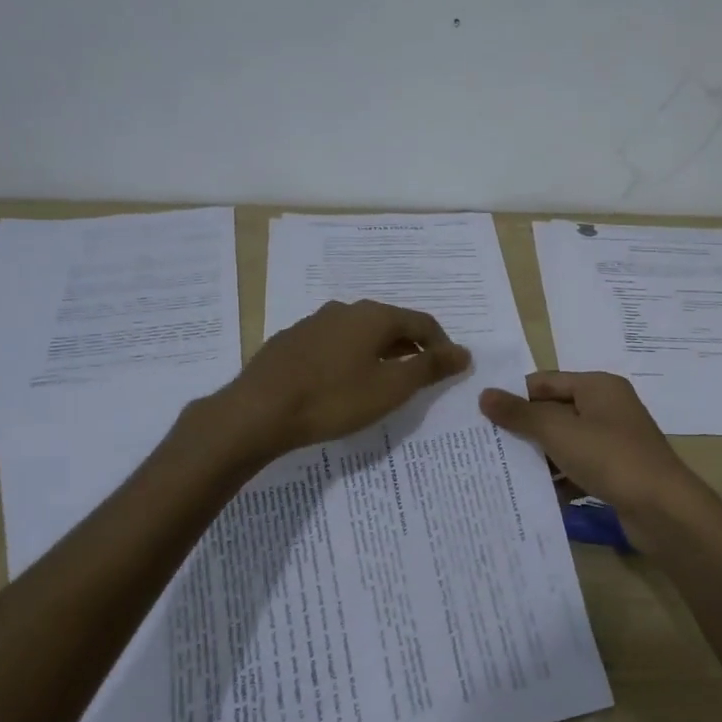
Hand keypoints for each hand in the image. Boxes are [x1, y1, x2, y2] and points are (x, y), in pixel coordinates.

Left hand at [222, 299, 471, 458]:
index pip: (422, 323)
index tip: (450, 370)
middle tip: (420, 377)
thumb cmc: (333, 399)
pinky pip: (333, 344)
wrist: (258, 411)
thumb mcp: (390, 388)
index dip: (441, 345)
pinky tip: (341, 383)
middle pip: (390, 324)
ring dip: (378, 353)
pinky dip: (349, 358)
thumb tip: (463, 352)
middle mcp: (345, 310)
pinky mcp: (290, 341)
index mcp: (374, 316)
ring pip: (359, 333)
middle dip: (410, 348)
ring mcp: (313, 323)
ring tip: (382, 382)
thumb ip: (429, 368)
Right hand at [479, 371, 703, 519]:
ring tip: (504, 472)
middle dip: (525, 429)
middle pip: (555, 412)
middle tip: (487, 446)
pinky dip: (560, 479)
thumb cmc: (610, 457)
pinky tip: (537, 496)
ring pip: (566, 443)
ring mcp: (615, 441)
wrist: (664, 509)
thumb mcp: (558, 431)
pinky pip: (579, 469)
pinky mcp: (618, 472)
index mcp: (597, 386)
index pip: (545, 381)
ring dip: (540, 457)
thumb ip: (520, 413)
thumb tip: (484, 394)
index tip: (483, 416)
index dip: (515, 396)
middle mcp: (608, 408)